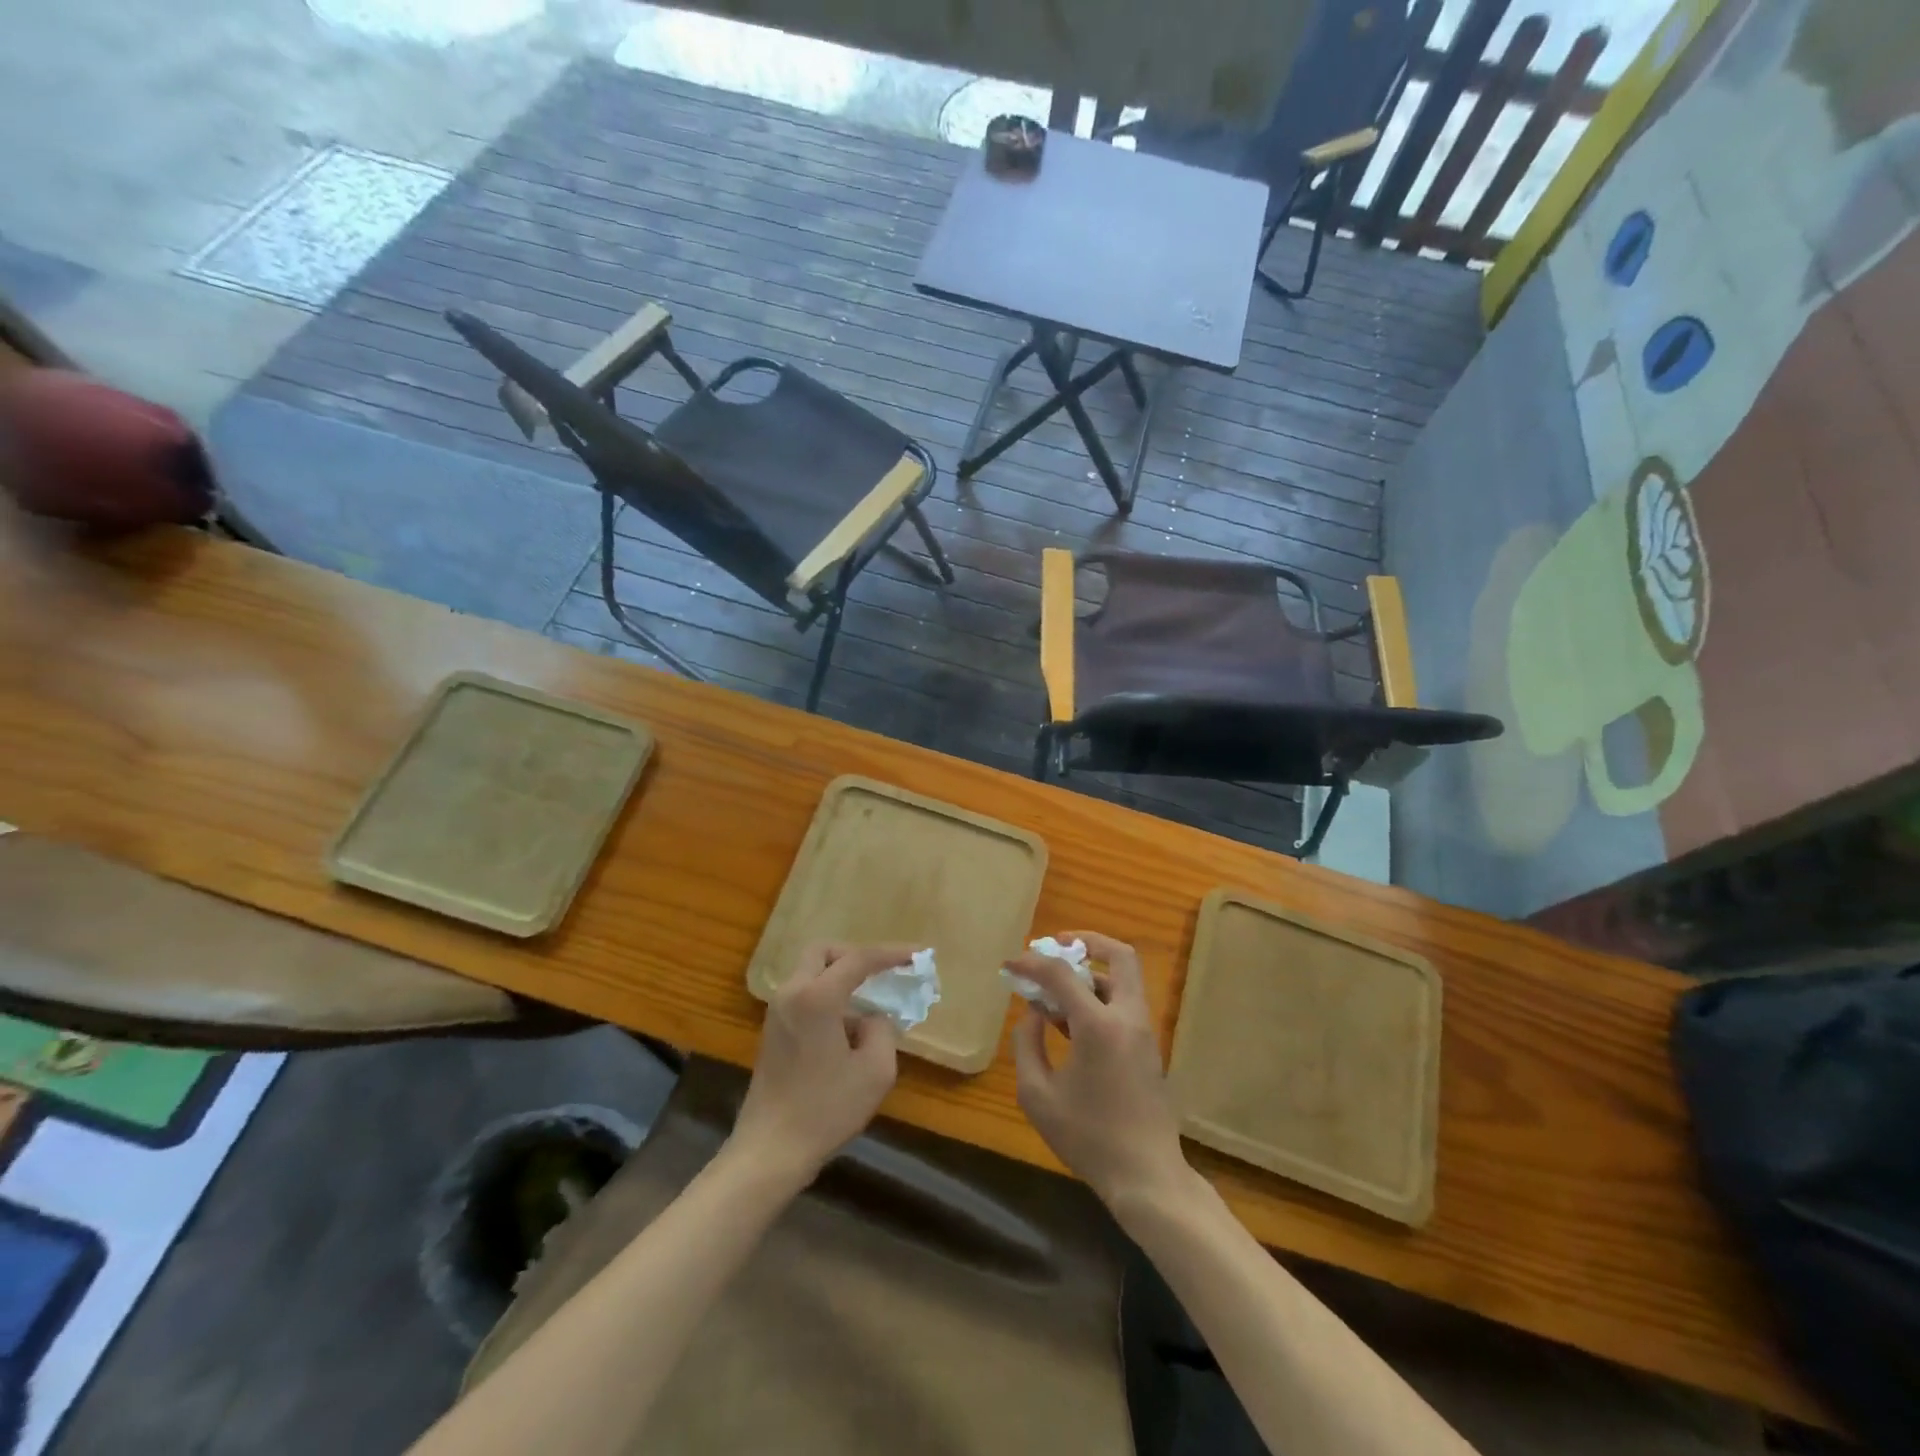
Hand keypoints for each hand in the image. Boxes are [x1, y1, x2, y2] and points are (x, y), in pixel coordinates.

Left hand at [730, 944, 903, 1187]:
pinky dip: (827, 996)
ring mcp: (777, 1012)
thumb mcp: (875, 1071)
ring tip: (870, 1005)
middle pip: (823, 952)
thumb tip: (871, 1018)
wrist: (770, 1151)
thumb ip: (882, 1030)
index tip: (918, 955)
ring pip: (810, 972)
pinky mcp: (773, 1032)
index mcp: (816, 997)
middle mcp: (792, 994)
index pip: (858, 959)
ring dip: (840, 978)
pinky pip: (804, 995)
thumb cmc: (826, 1109)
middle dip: (855, 955)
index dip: (891, 954)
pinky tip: (848, 1029)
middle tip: (881, 973)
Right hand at [1007, 931, 1190, 1209]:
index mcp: (1099, 1026)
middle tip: (1057, 946)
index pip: (1062, 973)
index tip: (1011, 963)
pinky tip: (1070, 1023)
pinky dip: (1099, 998)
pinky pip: (1124, 1005)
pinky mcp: (1149, 1049)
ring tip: (1055, 992)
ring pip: (1123, 980)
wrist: (1146, 1177)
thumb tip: (1033, 1013)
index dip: (1032, 962)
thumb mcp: (1038, 1095)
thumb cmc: (1087, 1138)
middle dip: (1088, 942)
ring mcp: (1144, 1032)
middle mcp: (1128, 1018)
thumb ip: (1027, 1045)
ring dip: (1091, 974)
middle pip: (1120, 956)